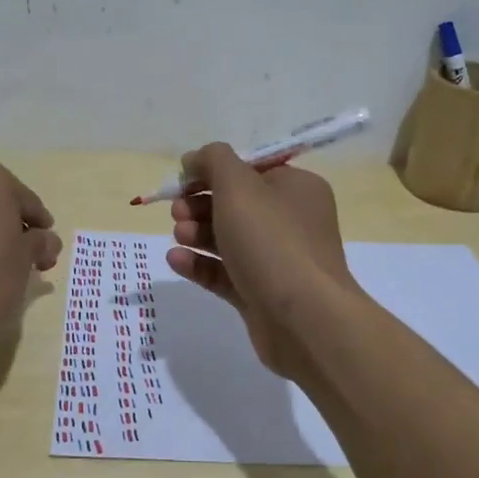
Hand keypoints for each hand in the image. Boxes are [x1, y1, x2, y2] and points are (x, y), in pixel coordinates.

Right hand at [164, 143, 360, 380]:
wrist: (303, 318)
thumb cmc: (271, 240)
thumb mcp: (238, 185)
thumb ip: (213, 160)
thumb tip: (195, 159)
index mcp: (296, 188)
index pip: (250, 169)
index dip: (214, 170)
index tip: (183, 178)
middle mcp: (291, 221)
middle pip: (237, 204)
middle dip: (201, 204)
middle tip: (177, 211)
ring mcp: (277, 260)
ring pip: (229, 239)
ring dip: (197, 233)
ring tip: (178, 235)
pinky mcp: (261, 294)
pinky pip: (226, 273)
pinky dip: (200, 264)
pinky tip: (176, 260)